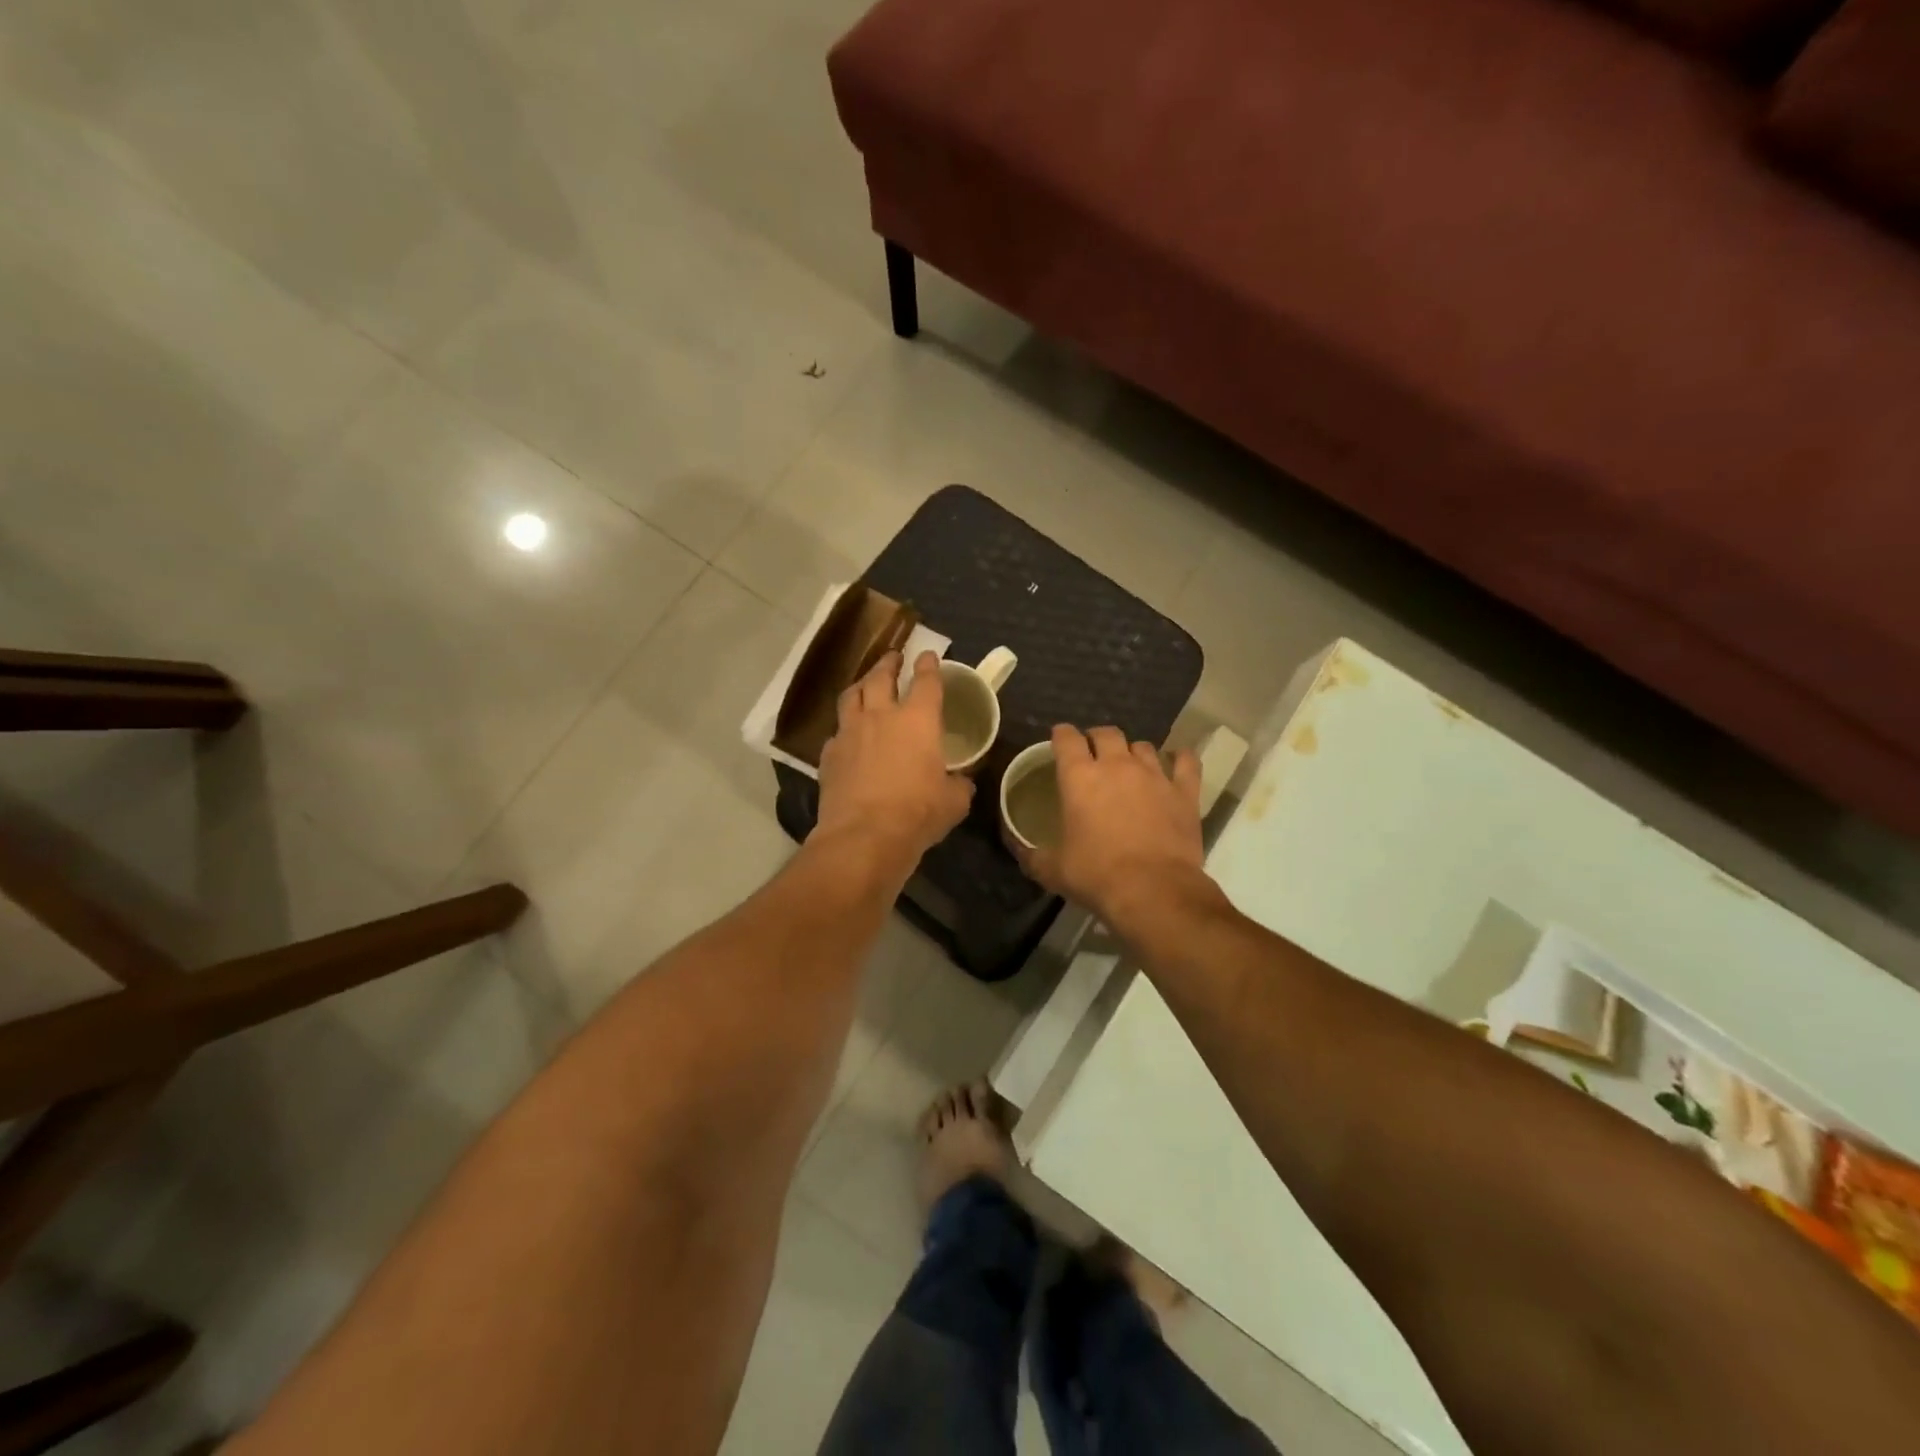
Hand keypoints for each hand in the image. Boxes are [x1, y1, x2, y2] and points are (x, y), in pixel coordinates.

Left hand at [816, 651, 972, 871]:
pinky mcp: (829, 755)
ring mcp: (850, 733)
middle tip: (892, 658)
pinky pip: (836, 732)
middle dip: (888, 663)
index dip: (928, 665)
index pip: (926, 681)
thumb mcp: (954, 801)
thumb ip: (959, 784)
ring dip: (860, 686)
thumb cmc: (918, 813)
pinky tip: (847, 737)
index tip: (927, 655)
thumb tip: (962, 782)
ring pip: (851, 696)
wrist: (864, 835)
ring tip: (864, 685)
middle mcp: (881, 716)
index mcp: (918, 720)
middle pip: (881, 677)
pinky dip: (844, 729)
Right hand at [1021, 725, 1206, 930]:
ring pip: (1143, 746)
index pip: (1067, 738)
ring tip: (1130, 766)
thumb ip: (1031, 854)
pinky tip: (1177, 763)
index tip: (1059, 740)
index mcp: (1079, 777)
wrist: (1153, 891)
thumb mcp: (1052, 870)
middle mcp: (1117, 765)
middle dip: (1097, 738)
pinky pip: (1186, 762)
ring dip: (1133, 752)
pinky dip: (1180, 759)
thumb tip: (1017, 848)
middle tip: (1093, 754)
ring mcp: (1154, 775)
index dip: (1061, 735)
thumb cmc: (1096, 876)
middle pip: (1106, 733)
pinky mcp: (1184, 792)